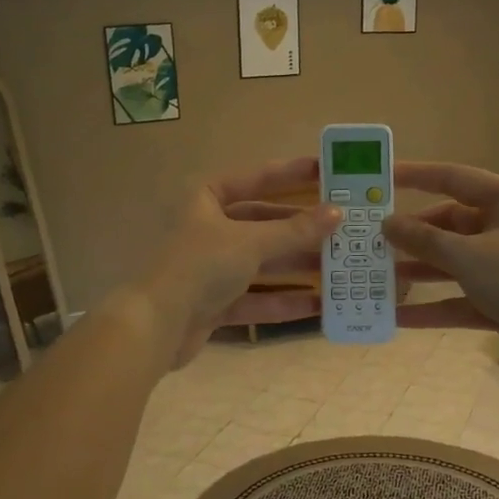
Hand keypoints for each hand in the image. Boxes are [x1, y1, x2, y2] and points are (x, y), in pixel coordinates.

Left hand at [133, 157, 339, 366]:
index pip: (256, 178)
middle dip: (302, 230)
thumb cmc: (201, 266)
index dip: (291, 174)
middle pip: (263, 224)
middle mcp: (209, 229)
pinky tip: (318, 305)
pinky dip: (283, 301)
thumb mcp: (251, 242)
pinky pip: (256, 298)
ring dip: (298, 266)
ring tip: (339, 268)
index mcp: (207, 199)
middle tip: (342, 229)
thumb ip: (295, 230)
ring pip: (262, 263)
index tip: (326, 172)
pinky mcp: (215, 303)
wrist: (157, 326)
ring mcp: (211, 268)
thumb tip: (337, 213)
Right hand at [384, 162, 498, 383]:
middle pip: (448, 225)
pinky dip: (433, 307)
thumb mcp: (469, 256)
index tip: (379, 178)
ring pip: (451, 264)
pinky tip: (398, 318)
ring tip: (374, 279)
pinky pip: (460, 299)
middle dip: (411, 236)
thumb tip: (387, 223)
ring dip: (418, 272)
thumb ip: (424, 239)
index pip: (452, 178)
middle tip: (368, 242)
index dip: (415, 175)